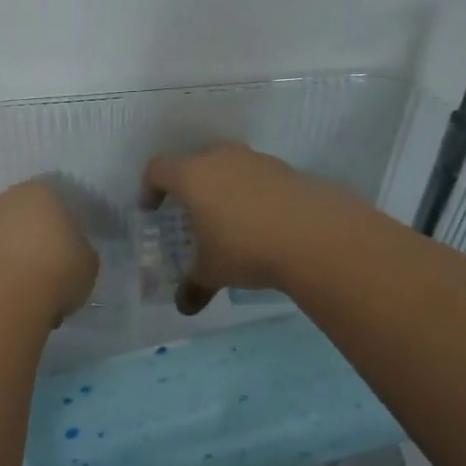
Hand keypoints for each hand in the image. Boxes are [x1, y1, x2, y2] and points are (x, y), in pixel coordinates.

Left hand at [0, 180, 98, 320]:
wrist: (2, 302)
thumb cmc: (55, 270)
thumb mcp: (88, 262)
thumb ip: (80, 250)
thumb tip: (71, 254)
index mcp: (39, 191)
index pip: (56, 199)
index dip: (65, 223)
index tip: (71, 245)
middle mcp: (3, 200)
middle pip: (24, 215)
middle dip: (34, 235)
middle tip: (49, 264)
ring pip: (2, 237)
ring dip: (12, 255)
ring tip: (28, 287)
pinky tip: (9, 296)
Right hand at [141, 144, 354, 313]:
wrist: (315, 235)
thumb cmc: (246, 247)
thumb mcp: (213, 272)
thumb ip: (194, 286)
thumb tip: (183, 308)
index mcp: (192, 175)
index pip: (158, 169)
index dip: (150, 188)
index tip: (152, 209)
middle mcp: (221, 158)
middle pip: (194, 161)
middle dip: (189, 185)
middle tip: (191, 212)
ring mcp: (256, 159)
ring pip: (229, 166)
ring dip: (223, 186)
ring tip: (230, 219)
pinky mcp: (285, 169)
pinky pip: (258, 176)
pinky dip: (253, 193)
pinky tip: (263, 222)